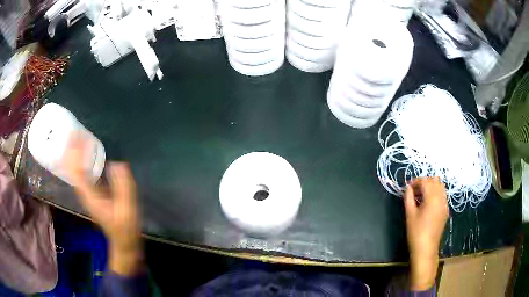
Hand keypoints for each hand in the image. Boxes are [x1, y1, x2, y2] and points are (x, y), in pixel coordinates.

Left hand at [63, 135, 142, 275]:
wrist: (124, 241)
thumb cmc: (126, 227)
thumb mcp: (128, 209)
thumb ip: (124, 187)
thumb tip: (118, 164)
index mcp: (91, 197)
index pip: (77, 171)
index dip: (75, 154)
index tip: (76, 136)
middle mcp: (85, 193)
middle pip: (72, 169)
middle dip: (71, 150)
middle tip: (73, 132)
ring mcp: (87, 194)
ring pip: (74, 171)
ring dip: (73, 154)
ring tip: (76, 138)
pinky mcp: (91, 193)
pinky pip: (81, 173)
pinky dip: (80, 161)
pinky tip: (84, 153)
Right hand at [404, 177, 448, 290]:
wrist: (426, 249)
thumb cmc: (416, 232)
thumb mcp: (409, 214)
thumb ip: (408, 198)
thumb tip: (408, 188)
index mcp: (432, 197)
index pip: (425, 181)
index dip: (416, 181)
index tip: (408, 187)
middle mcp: (441, 197)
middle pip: (434, 180)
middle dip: (424, 182)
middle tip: (414, 191)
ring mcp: (445, 203)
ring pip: (440, 186)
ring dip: (431, 186)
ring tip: (421, 196)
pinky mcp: (446, 210)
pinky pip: (442, 195)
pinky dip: (436, 193)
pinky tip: (428, 203)